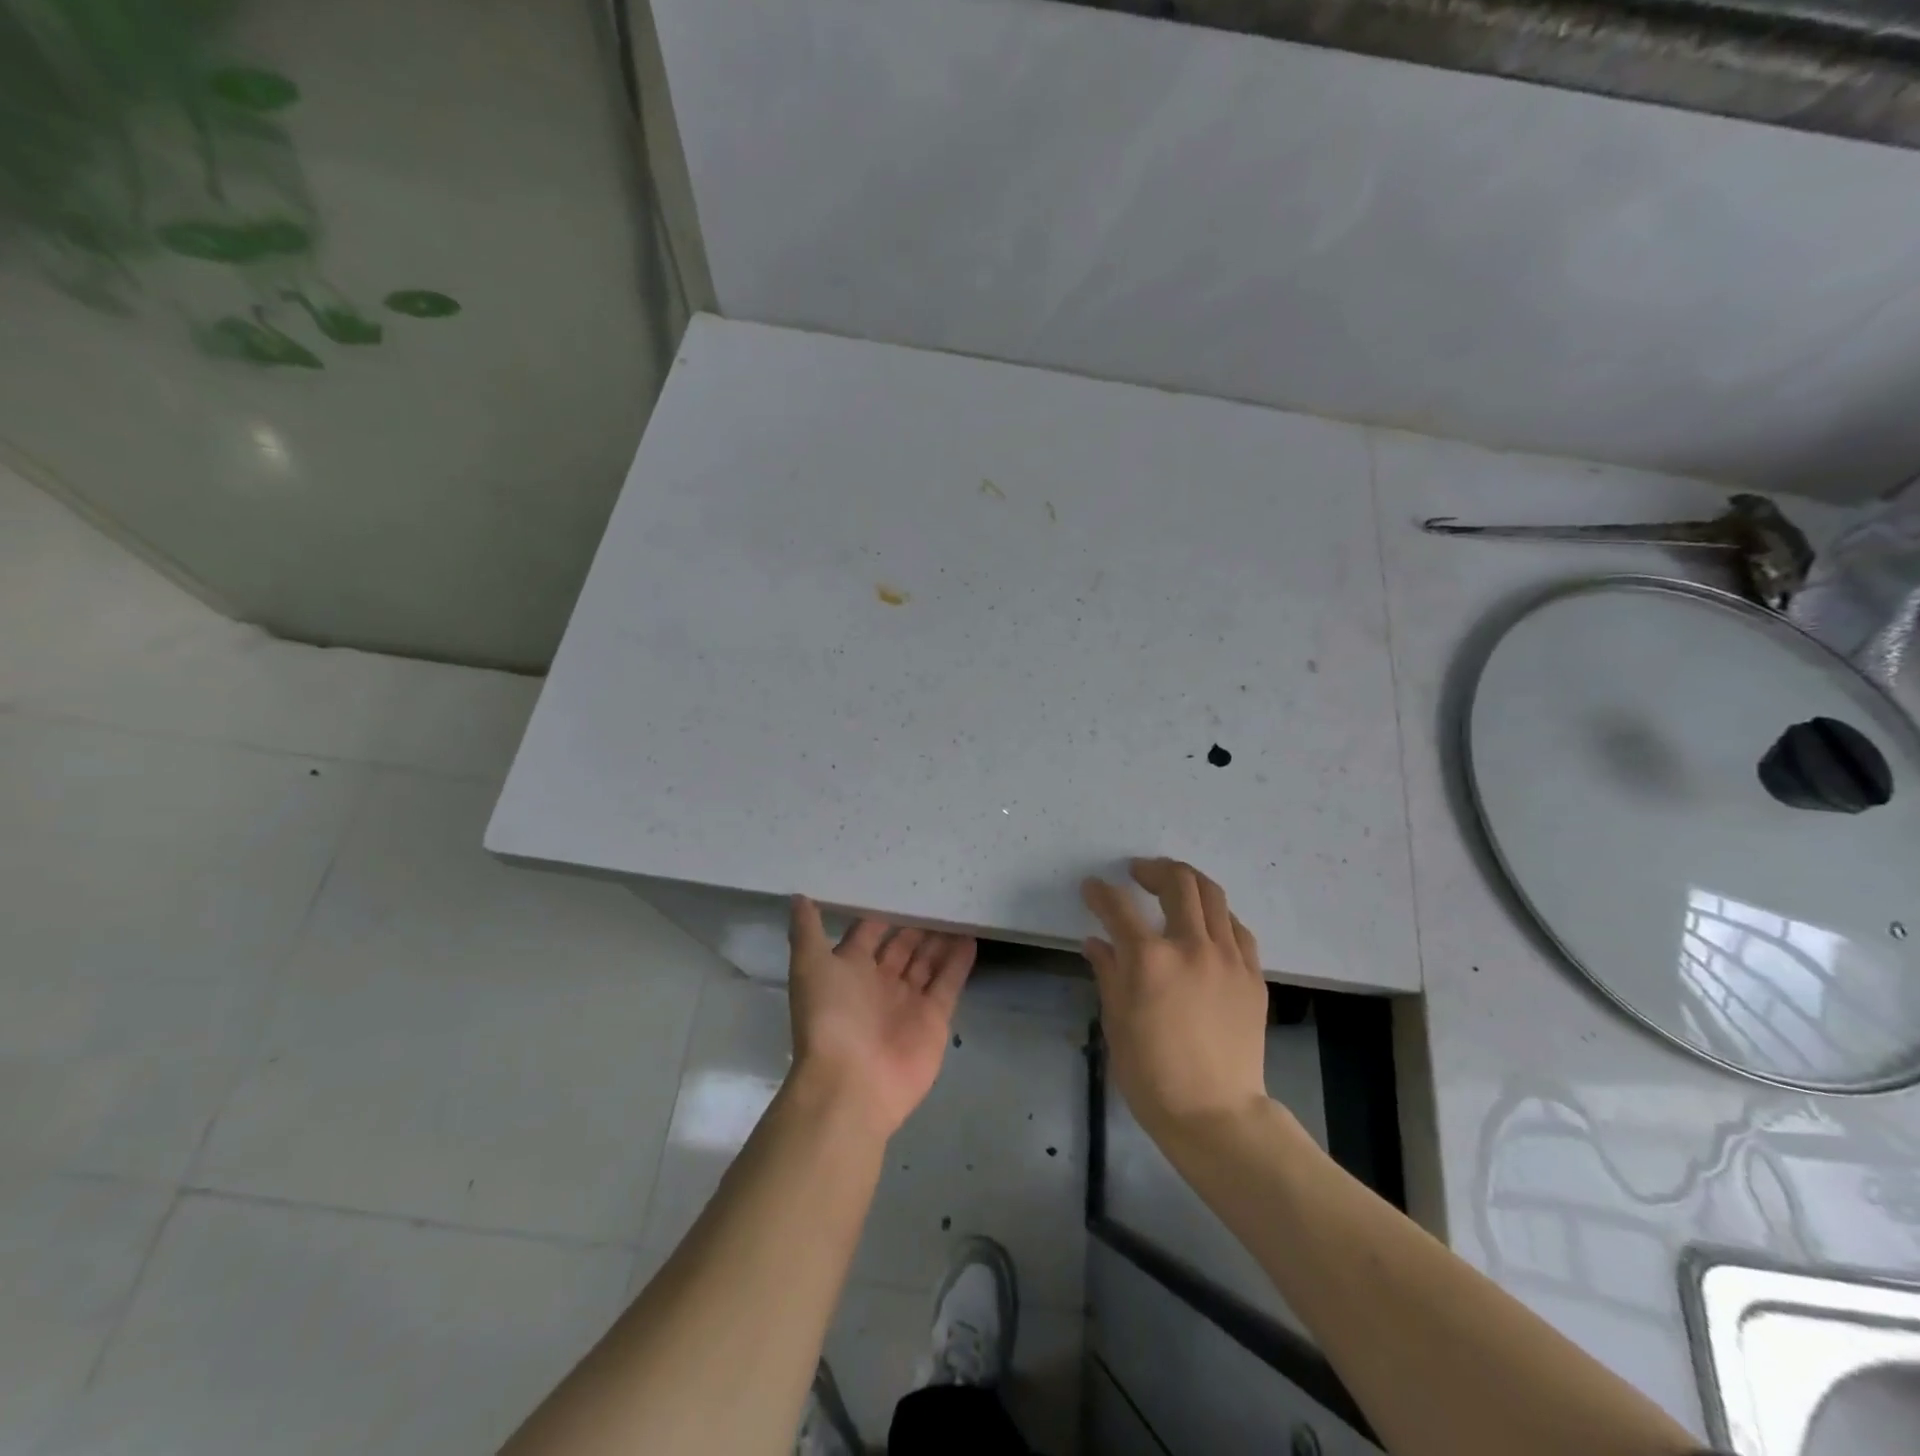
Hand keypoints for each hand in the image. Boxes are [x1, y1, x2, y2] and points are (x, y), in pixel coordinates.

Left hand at [786, 897, 976, 1139]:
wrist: (852, 1084)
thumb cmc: (830, 1018)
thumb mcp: (810, 966)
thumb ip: (807, 930)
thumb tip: (799, 896)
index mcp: (849, 970)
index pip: (868, 933)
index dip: (882, 912)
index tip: (900, 884)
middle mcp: (879, 983)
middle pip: (902, 946)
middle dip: (916, 923)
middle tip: (938, 892)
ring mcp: (908, 1001)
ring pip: (927, 961)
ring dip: (940, 938)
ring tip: (958, 908)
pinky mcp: (934, 1018)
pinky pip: (949, 982)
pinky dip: (959, 961)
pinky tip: (971, 936)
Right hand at [1082, 859, 1269, 1143]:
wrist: (1215, 1114)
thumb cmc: (1152, 1074)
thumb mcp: (1116, 1021)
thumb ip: (1108, 972)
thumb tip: (1097, 942)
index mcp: (1149, 959)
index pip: (1118, 907)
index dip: (1099, 892)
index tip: (1091, 888)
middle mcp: (1191, 946)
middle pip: (1177, 883)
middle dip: (1152, 869)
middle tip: (1138, 874)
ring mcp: (1228, 958)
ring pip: (1213, 895)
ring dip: (1188, 881)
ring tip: (1173, 886)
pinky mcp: (1252, 975)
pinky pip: (1237, 928)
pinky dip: (1217, 915)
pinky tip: (1207, 924)